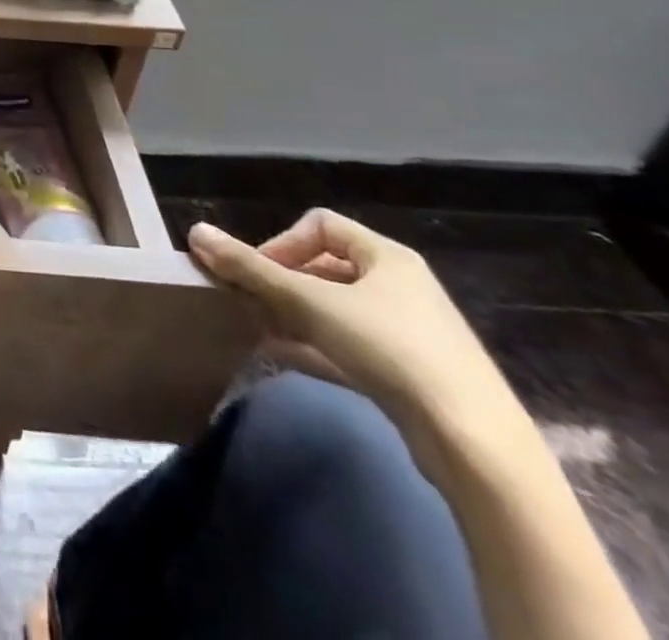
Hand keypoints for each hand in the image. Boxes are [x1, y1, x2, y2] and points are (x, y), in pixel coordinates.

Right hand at [188, 209, 522, 459]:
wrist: (472, 444)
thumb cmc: (389, 349)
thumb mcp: (308, 302)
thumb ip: (249, 268)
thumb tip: (195, 232)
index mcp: (387, 256)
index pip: (319, 224)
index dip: (281, 241)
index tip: (260, 272)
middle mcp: (401, 286)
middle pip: (325, 267)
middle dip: (282, 282)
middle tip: (254, 303)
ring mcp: (410, 332)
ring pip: (335, 309)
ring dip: (293, 315)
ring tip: (260, 330)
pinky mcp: (412, 374)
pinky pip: (350, 345)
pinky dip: (315, 346)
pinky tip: (283, 357)